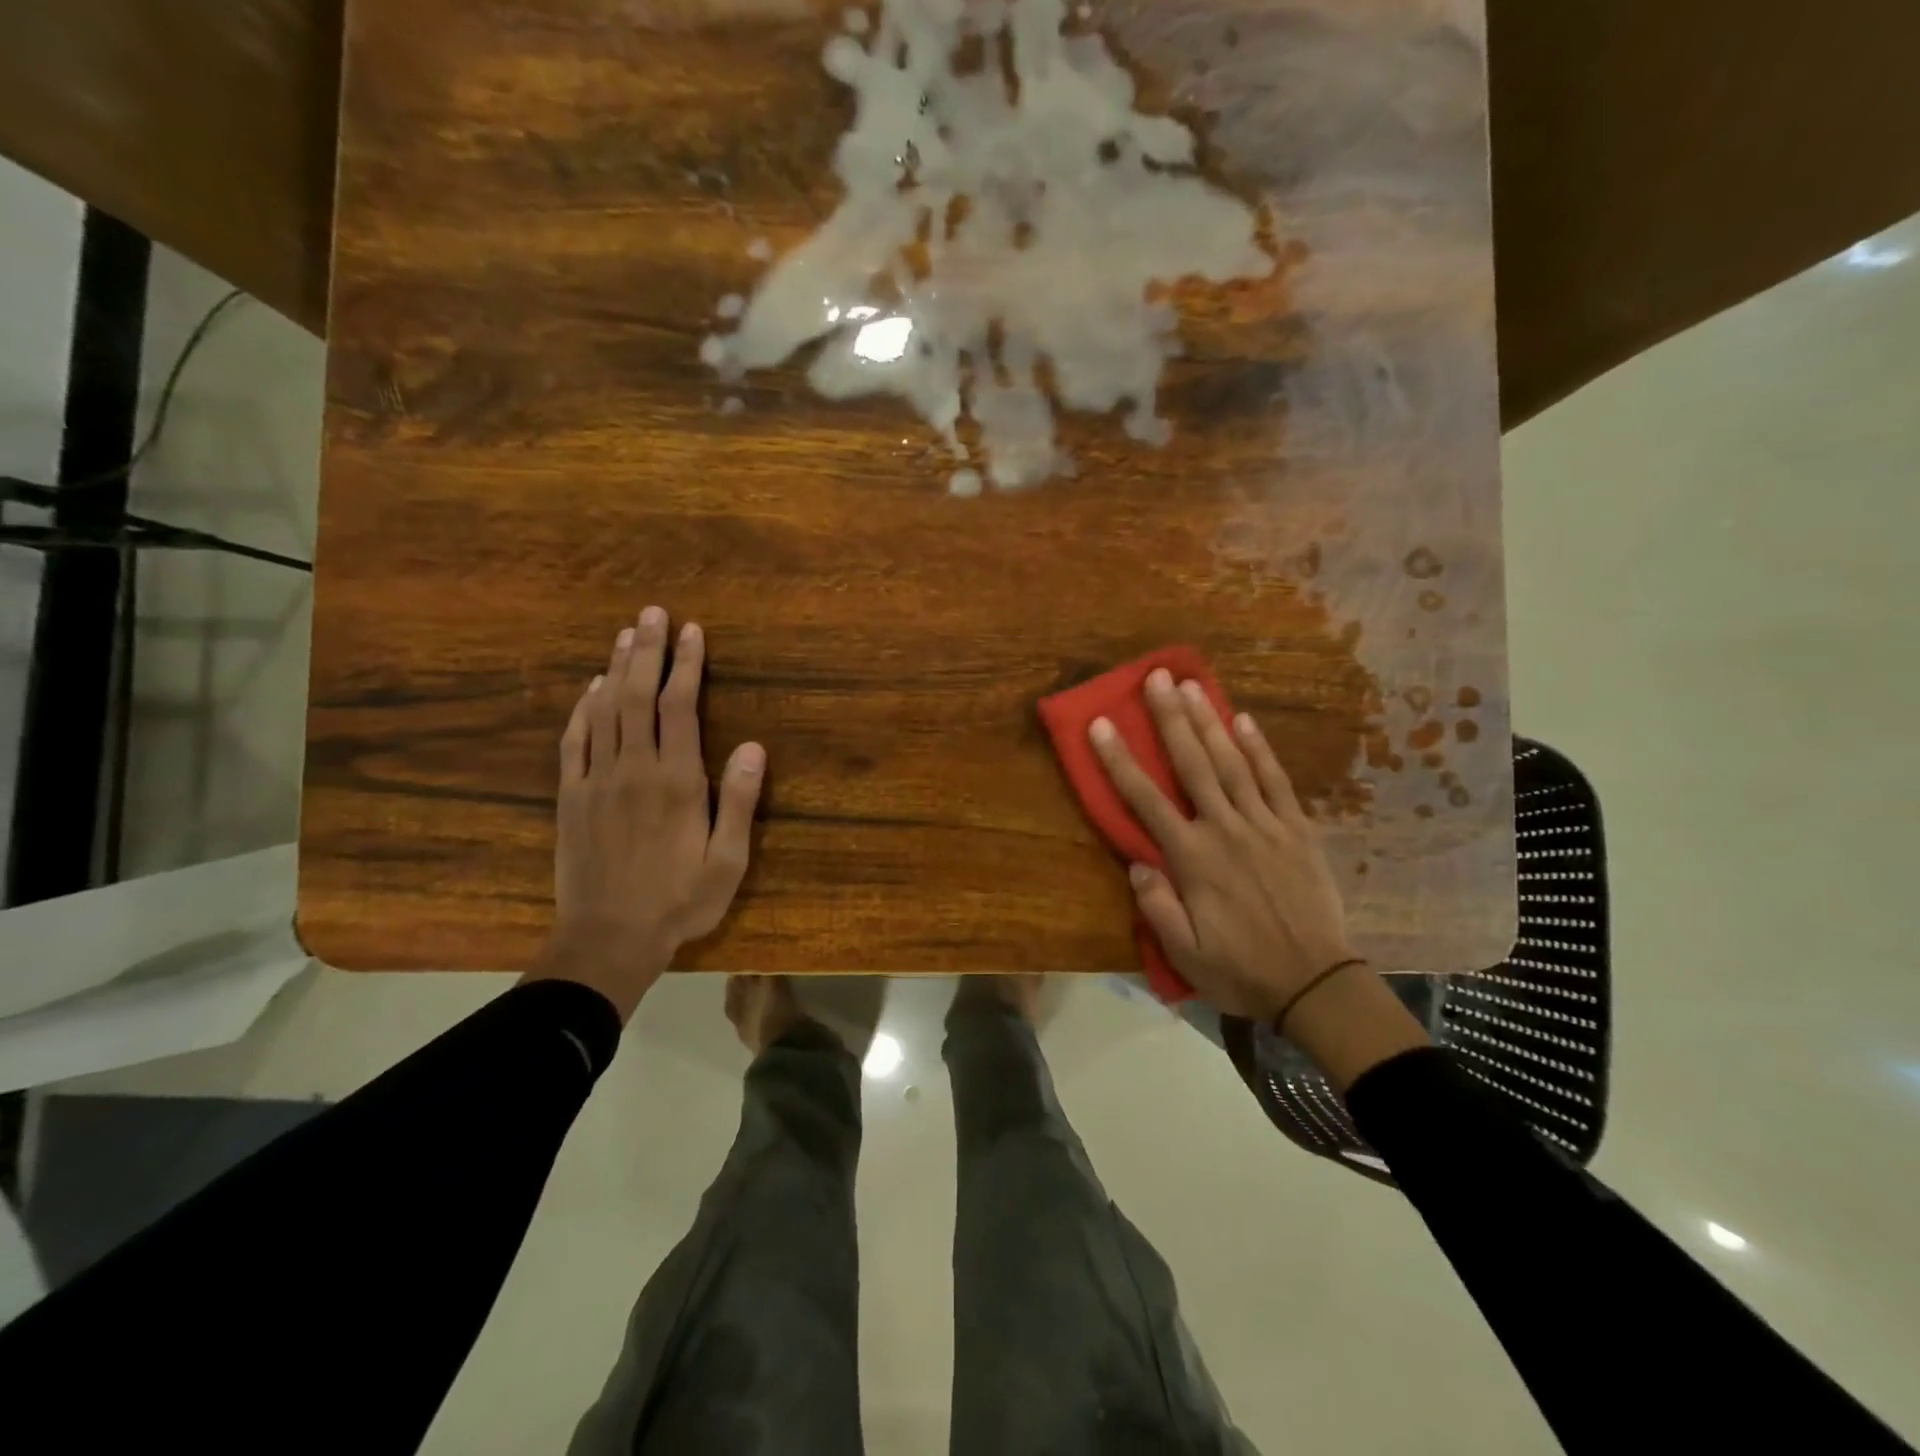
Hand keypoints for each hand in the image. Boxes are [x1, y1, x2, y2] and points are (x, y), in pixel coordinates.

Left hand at [523, 606, 764, 1020]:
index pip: (680, 707)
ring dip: (615, 668)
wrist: (607, 939)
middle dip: (648, 651)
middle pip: (638, 696)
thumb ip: (739, 801)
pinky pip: (574, 741)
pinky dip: (581, 709)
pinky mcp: (571, 797)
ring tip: (626, 634)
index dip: (686, 665)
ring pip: (604, 710)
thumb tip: (753, 746)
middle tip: (653, 613)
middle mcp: (634, 769)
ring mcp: (596, 780)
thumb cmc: (679, 901)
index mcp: (676, 782)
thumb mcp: (727, 861)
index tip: (692, 631)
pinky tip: (590, 689)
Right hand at [1087, 669, 1357, 1023]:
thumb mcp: (1185, 953)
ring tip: (1192, 685)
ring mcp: (1265, 825)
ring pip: (1232, 763)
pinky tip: (1245, 721)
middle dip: (1171, 719)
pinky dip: (1260, 749)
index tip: (1102, 724)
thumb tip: (1136, 862)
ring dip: (1210, 722)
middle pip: (1192, 765)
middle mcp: (1225, 830)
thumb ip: (1156, 906)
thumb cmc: (1241, 969)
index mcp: (1192, 859)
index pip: (1146, 800)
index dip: (1120, 760)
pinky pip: (1277, 781)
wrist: (1315, 984)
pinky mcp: (1297, 829)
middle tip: (1156, 678)